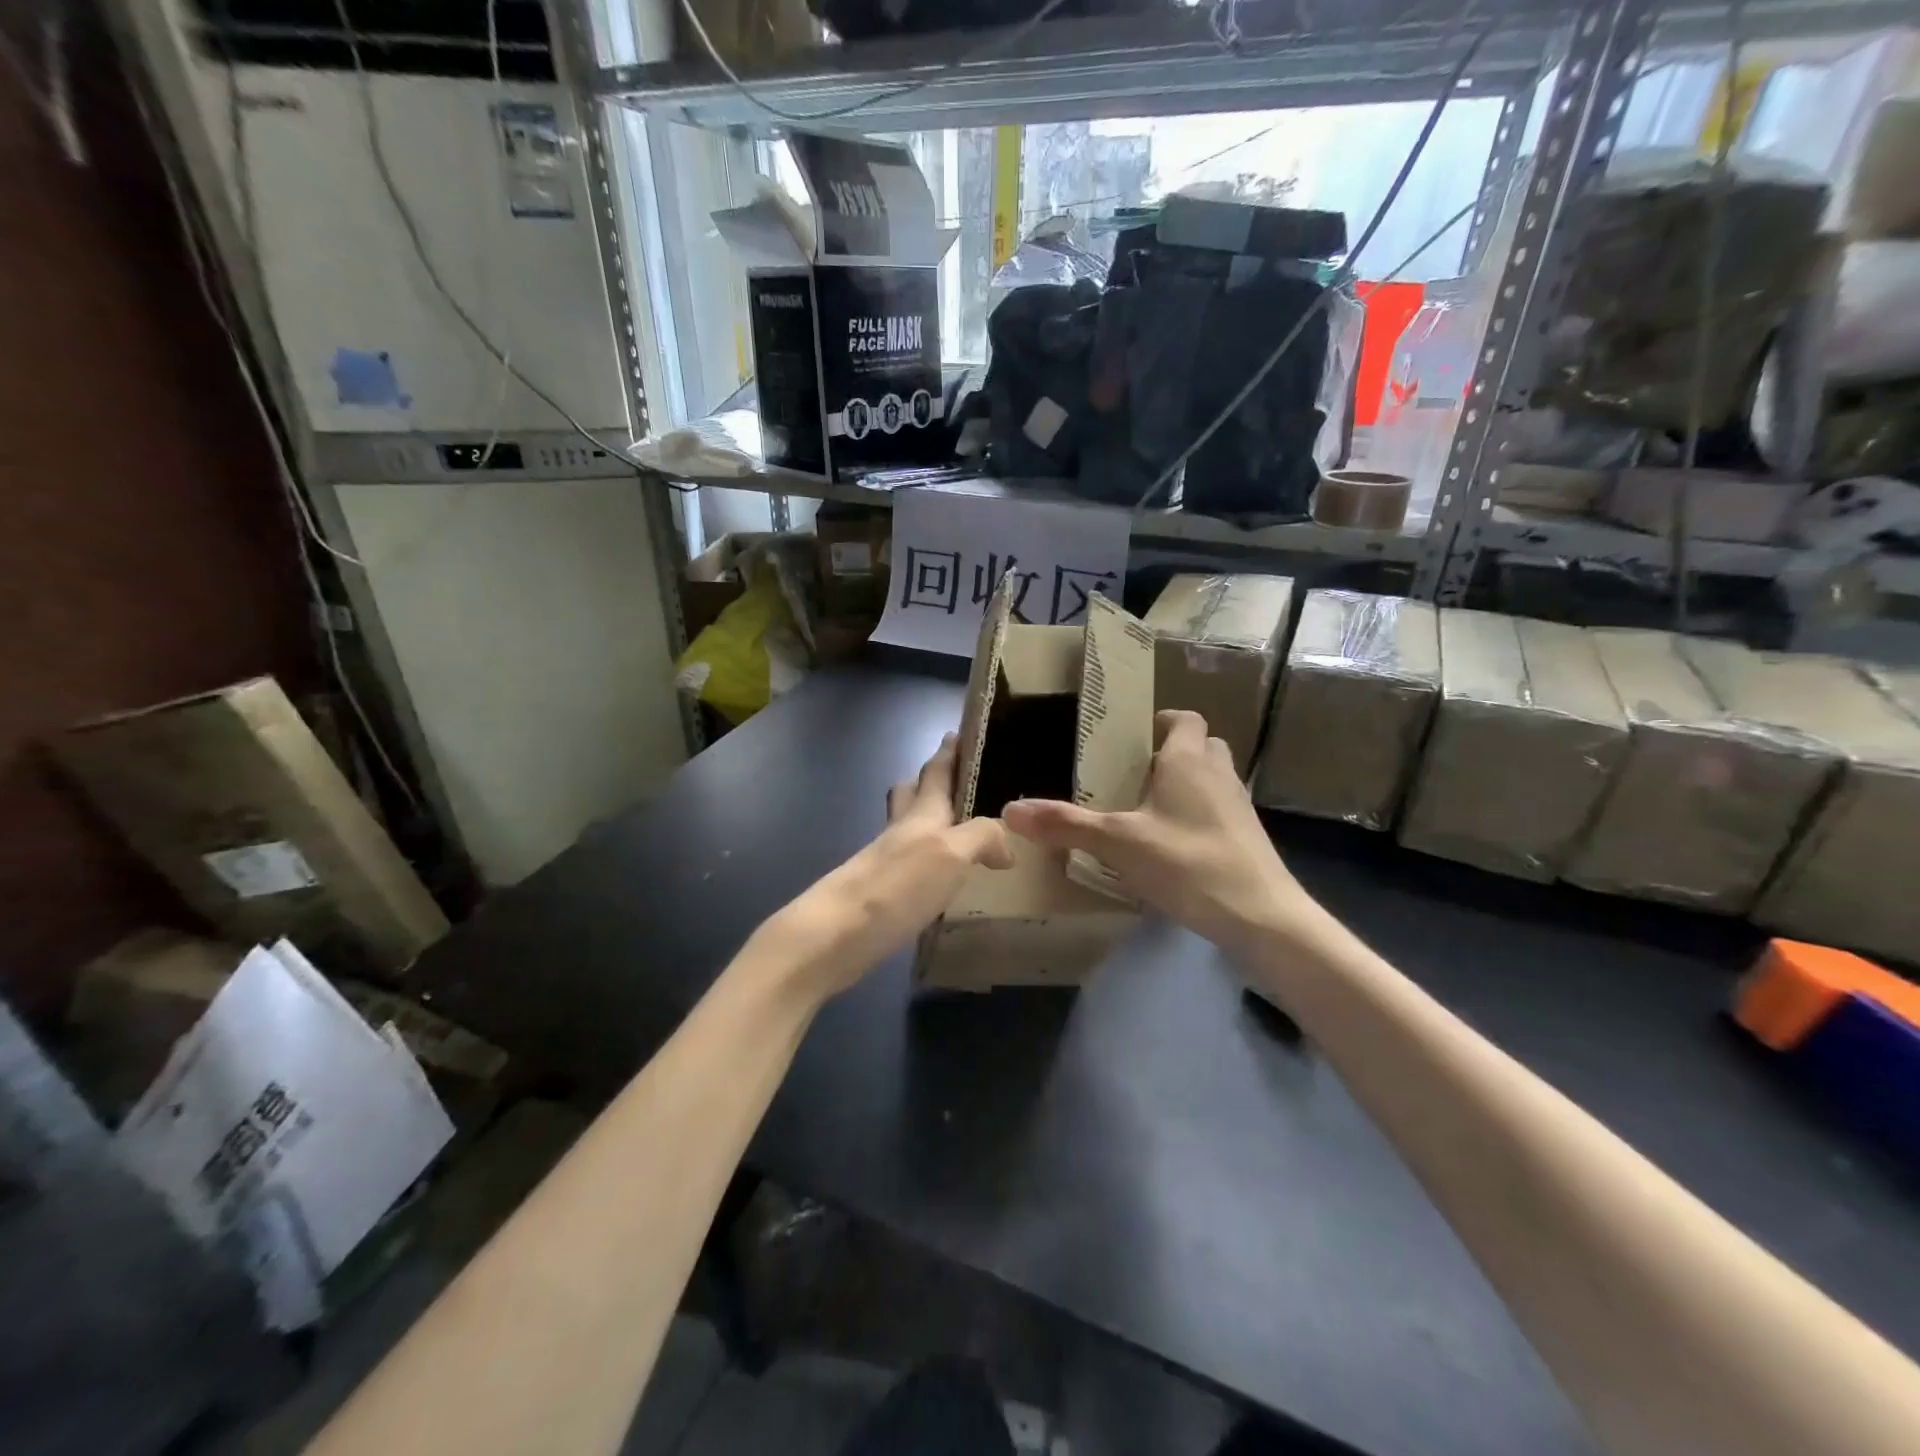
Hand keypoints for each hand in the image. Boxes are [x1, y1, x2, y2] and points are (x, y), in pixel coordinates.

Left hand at [766, 733, 1012, 999]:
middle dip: (929, 781)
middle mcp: (901, 831)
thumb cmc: (898, 885)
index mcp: (921, 813)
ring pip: (906, 827)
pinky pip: (907, 863)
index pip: (936, 771)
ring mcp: (885, 861)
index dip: (949, 752)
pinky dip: (924, 860)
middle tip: (956, 781)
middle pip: (911, 793)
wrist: (837, 933)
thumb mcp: (952, 854)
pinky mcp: (879, 892)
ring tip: (956, 831)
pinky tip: (939, 877)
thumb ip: (982, 838)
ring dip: (926, 821)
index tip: (958, 731)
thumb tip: (1005, 846)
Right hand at [1002, 710, 1327, 956]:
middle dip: (1170, 754)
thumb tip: (1010, 810)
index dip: (1161, 722)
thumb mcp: (1118, 843)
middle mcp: (1217, 773)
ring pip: (1211, 778)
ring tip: (1147, 811)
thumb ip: (1065, 825)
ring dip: (1186, 785)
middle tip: (1133, 777)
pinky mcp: (1248, 837)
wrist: (1261, 916)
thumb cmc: (1187, 863)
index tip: (1131, 740)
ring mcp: (1238, 805)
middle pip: (1200, 746)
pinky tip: (1172, 847)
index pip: (1184, 718)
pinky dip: (1197, 815)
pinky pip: (1219, 810)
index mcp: (1187, 760)